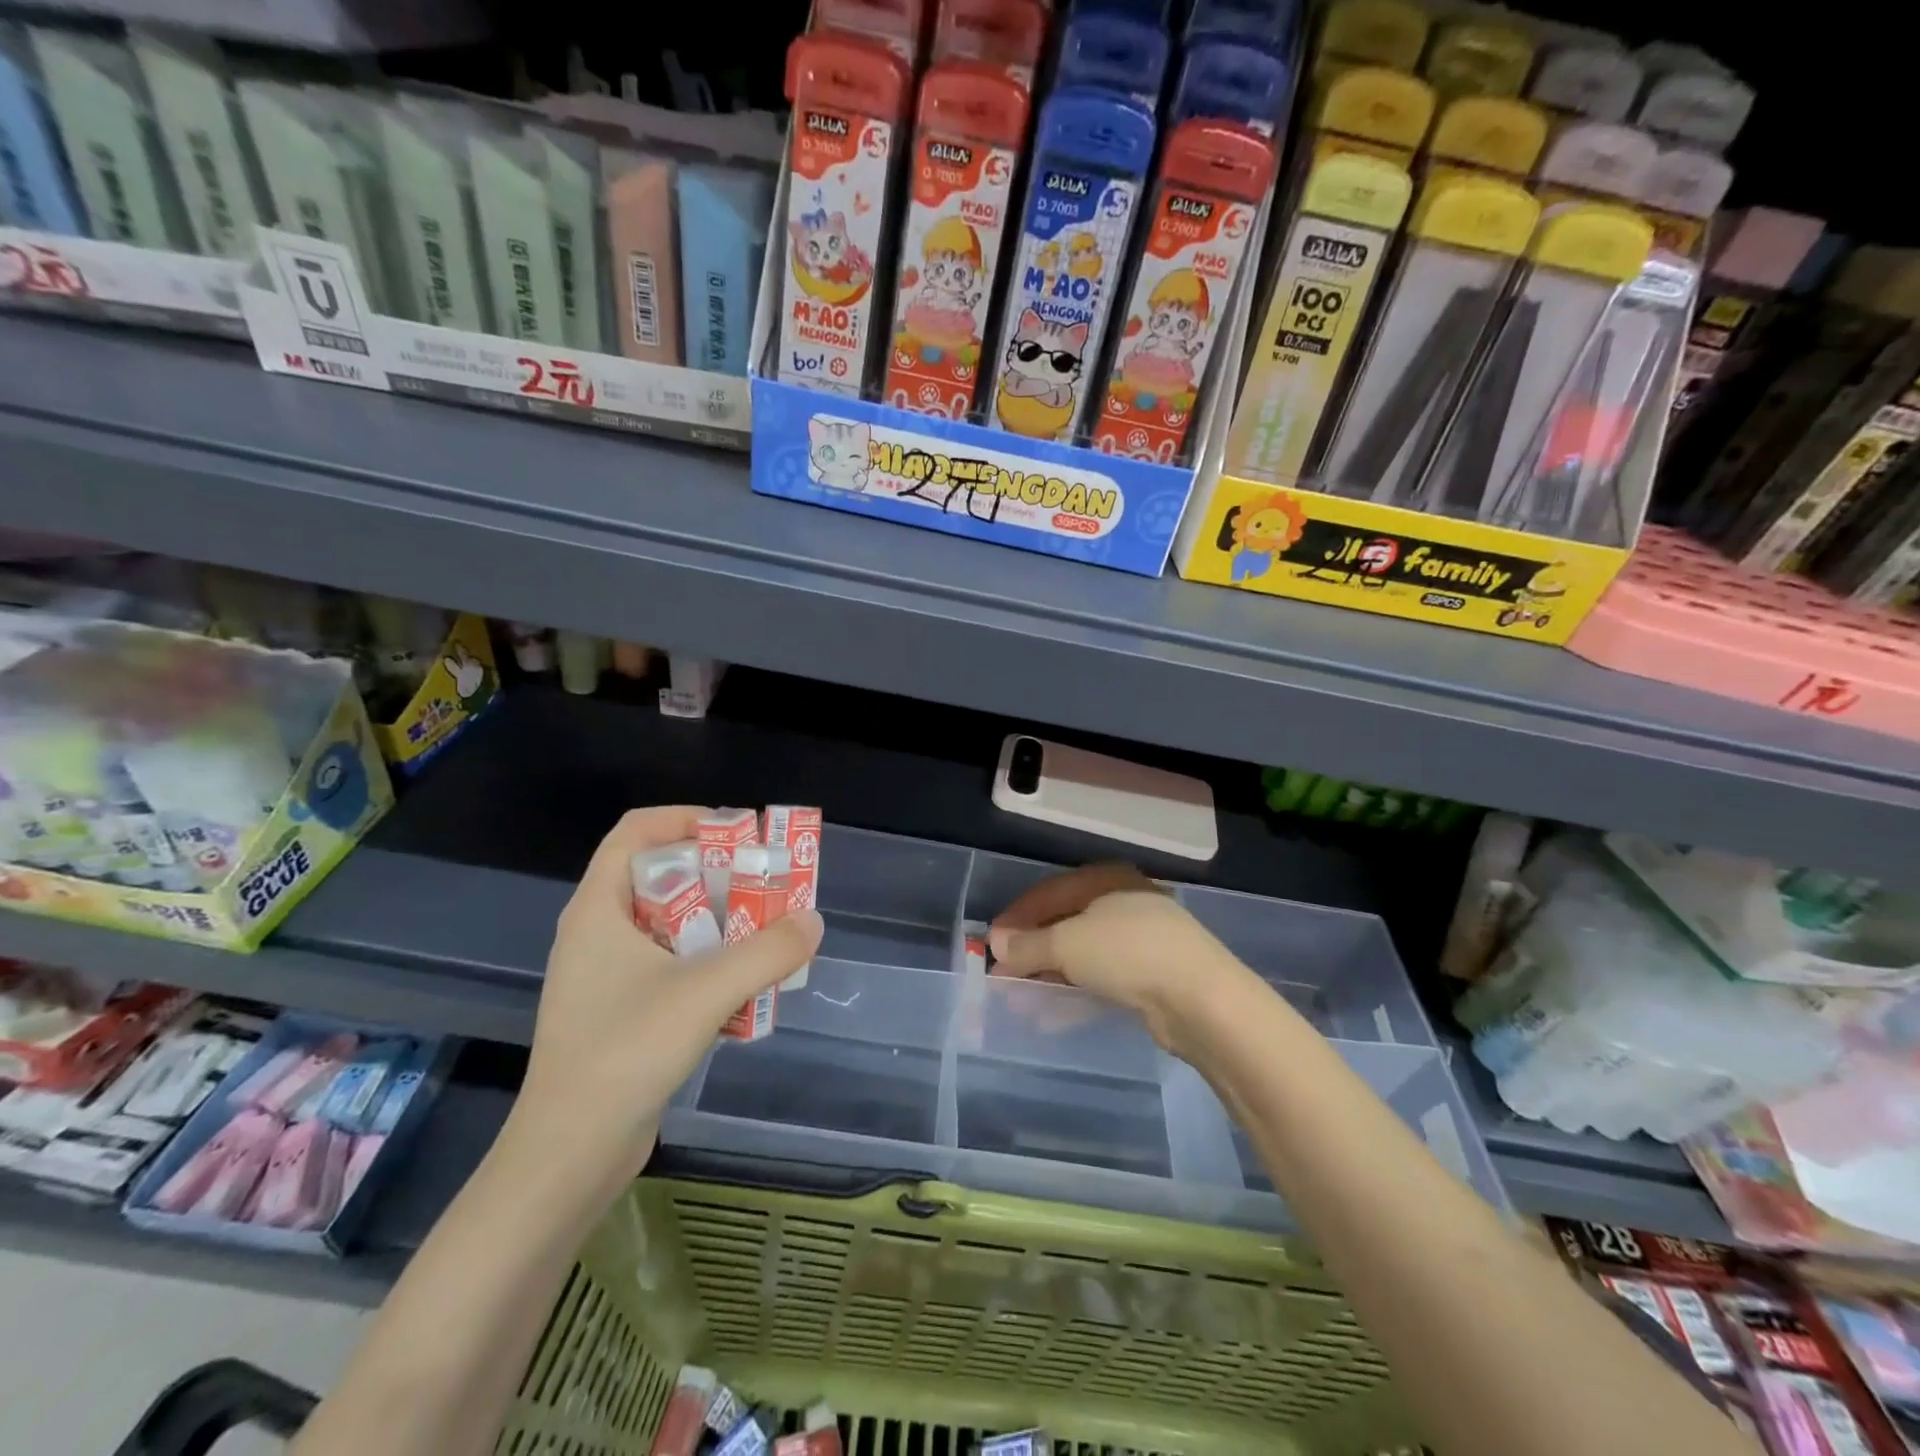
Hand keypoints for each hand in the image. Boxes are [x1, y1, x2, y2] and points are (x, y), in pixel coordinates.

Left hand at [512, 807, 822, 1199]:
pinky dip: (709, 961)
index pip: (636, 831)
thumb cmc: (625, 1054)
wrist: (568, 1156)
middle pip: (661, 874)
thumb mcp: (705, 993)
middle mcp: (598, 932)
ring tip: (767, 930)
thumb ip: (767, 951)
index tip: (739, 832)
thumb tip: (812, 920)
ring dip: (721, 920)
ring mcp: (606, 975)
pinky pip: (671, 964)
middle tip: (768, 882)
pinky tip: (744, 985)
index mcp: (598, 909)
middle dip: (719, 872)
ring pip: (670, 923)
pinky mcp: (620, 1011)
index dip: (686, 818)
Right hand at [988, 864, 1251, 1059]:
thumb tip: (996, 945)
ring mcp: (1141, 939)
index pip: (1049, 892)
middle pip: (1065, 922)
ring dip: (1050, 973)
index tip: (990, 944)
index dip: (1017, 917)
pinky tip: (1051, 1012)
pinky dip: (1074, 990)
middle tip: (1003, 972)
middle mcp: (1124, 902)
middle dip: (1032, 949)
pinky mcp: (1151, 974)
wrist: (1200, 998)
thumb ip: (1029, 945)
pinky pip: (1100, 977)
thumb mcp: (1067, 944)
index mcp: (1106, 879)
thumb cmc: (1127, 952)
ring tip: (1020, 996)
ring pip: (1082, 952)